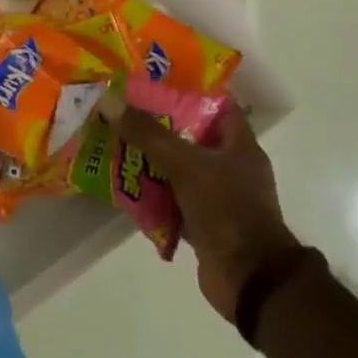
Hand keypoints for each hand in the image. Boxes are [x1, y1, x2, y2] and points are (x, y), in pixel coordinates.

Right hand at [115, 102, 299, 319]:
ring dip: (148, 160)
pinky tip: (121, 185)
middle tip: (120, 110)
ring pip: (177, 169)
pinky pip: (170, 199)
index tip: (151, 79)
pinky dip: (150, 194)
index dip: (187, 89)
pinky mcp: (201, 223)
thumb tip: (109, 100)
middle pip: (189, 136)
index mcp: (239, 145)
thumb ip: (148, 134)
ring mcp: (216, 197)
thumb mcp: (186, 164)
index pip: (217, 103)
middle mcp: (230, 166)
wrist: (248, 278)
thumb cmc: (226, 209)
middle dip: (155, 125)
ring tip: (112, 142)